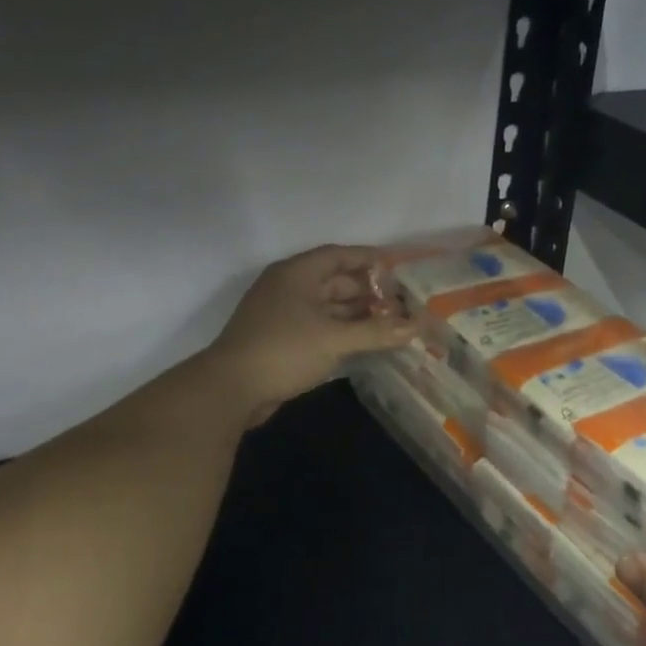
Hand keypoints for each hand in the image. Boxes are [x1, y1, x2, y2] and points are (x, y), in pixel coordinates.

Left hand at [206, 245, 415, 422]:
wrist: (231, 389)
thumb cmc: (283, 350)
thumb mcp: (334, 339)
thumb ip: (375, 332)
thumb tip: (414, 327)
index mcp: (297, 274)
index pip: (338, 255)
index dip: (369, 259)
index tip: (398, 267)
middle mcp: (289, 288)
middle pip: (336, 281)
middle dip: (369, 292)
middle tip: (403, 303)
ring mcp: (283, 315)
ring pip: (328, 307)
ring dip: (358, 314)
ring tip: (392, 324)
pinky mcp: (282, 340)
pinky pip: (320, 327)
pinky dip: (343, 332)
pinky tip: (366, 342)